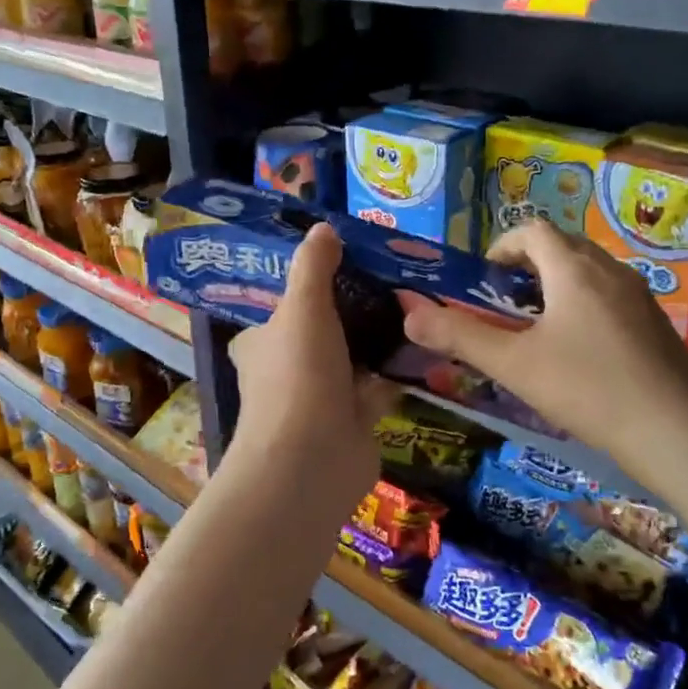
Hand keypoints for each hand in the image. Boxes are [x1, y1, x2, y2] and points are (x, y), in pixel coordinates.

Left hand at [224, 222, 394, 509]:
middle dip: (351, 315)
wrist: (312, 460)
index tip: (344, 266)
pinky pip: (377, 387)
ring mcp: (320, 400)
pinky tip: (425, 346)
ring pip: (352, 361)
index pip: (280, 312)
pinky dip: (397, 372)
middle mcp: (286, 372)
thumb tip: (323, 228)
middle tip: (392, 281)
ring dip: (377, 342)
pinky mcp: (352, 422)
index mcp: (262, 345)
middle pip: (321, 334)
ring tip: (415, 305)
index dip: (306, 291)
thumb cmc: (298, 376)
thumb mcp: (303, 308)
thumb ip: (313, 267)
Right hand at [399, 221, 687, 501]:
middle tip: (504, 301)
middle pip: (563, 246)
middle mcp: (610, 271)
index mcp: (573, 270)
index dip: (503, 245)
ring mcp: (638, 296)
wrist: (676, 433)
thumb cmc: (587, 390)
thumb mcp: (513, 364)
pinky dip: (583, 304)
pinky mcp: (654, 324)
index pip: (533, 230)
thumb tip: (409, 314)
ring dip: (556, 284)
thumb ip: (459, 336)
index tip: (484, 277)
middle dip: (528, 264)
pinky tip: (577, 351)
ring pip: (589, 271)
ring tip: (535, 326)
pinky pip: (610, 295)